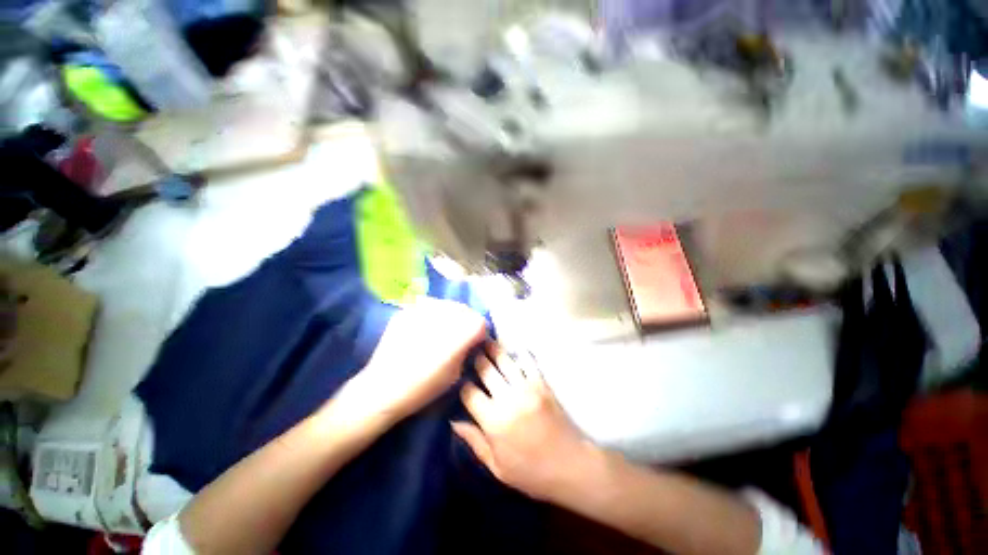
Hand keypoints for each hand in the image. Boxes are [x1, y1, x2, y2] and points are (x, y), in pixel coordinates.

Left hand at [340, 298, 486, 425]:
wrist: (382, 389)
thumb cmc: (423, 388)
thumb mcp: (455, 374)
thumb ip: (466, 351)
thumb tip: (471, 339)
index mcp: (458, 335)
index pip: (479, 321)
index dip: (480, 330)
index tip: (476, 339)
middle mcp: (442, 317)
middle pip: (464, 309)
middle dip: (467, 319)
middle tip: (462, 332)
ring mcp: (422, 311)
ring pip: (446, 304)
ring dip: (450, 314)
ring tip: (444, 327)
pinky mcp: (406, 312)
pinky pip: (427, 306)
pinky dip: (432, 313)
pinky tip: (426, 326)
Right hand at [453, 343, 596, 501]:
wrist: (570, 466)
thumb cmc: (531, 472)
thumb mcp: (497, 467)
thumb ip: (474, 441)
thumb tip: (454, 422)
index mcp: (493, 421)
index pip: (469, 393)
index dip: (461, 384)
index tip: (458, 378)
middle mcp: (507, 399)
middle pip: (486, 370)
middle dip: (476, 359)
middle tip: (470, 350)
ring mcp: (526, 388)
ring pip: (505, 361)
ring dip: (494, 349)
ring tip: (486, 340)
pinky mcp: (542, 384)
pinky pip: (529, 362)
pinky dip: (521, 352)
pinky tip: (514, 346)